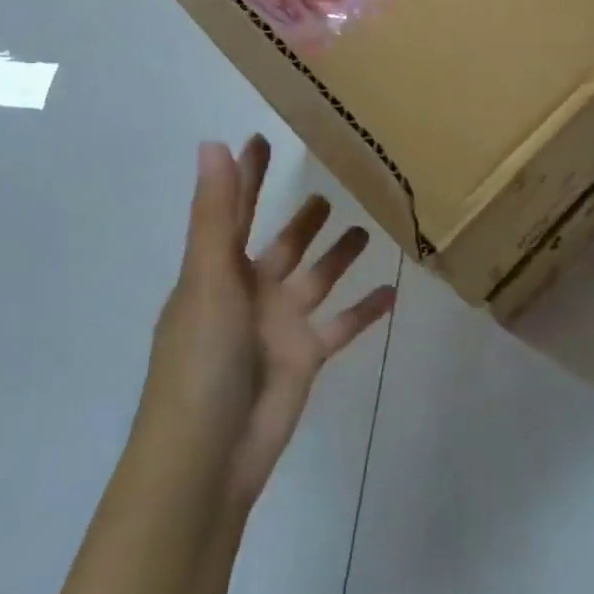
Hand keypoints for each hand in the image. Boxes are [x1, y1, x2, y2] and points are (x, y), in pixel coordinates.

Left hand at [138, 137, 395, 519]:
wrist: (209, 455)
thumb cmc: (201, 359)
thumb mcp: (208, 278)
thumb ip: (216, 214)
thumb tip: (213, 143)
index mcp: (217, 270)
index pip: (235, 210)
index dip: (246, 175)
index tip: (262, 138)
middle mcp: (249, 292)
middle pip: (281, 243)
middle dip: (300, 218)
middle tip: (328, 185)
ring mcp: (279, 325)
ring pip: (316, 278)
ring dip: (337, 255)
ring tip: (367, 226)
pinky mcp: (306, 357)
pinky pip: (342, 324)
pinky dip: (365, 310)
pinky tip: (393, 291)